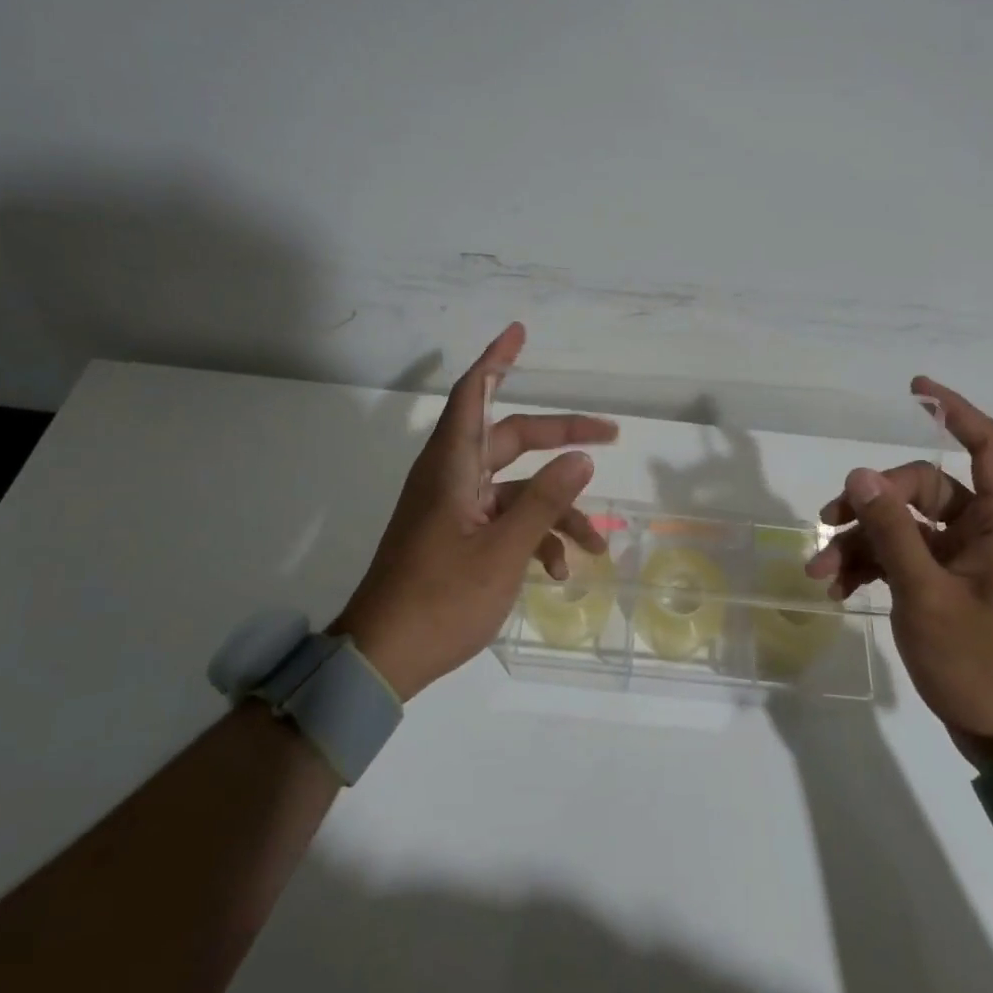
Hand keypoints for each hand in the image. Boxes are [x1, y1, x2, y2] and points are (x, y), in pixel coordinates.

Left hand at [333, 323, 617, 700]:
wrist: (382, 659)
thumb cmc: (441, 598)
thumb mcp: (504, 550)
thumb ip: (545, 500)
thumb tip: (582, 457)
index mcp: (452, 466)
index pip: (473, 394)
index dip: (497, 360)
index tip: (519, 333)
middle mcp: (451, 477)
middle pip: (511, 439)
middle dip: (561, 438)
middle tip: (609, 435)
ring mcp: (453, 509)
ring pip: (515, 489)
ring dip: (556, 510)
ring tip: (597, 544)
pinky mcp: (456, 537)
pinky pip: (503, 521)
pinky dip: (534, 537)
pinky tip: (560, 571)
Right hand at [805, 376, 992, 764]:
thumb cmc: (981, 664)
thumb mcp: (926, 595)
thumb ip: (892, 532)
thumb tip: (861, 475)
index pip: (989, 447)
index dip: (956, 411)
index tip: (916, 390)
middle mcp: (986, 533)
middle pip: (923, 488)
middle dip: (871, 501)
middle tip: (827, 521)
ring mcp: (966, 560)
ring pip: (905, 525)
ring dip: (861, 541)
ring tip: (820, 571)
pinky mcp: (948, 584)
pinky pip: (904, 556)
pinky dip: (871, 566)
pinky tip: (838, 588)